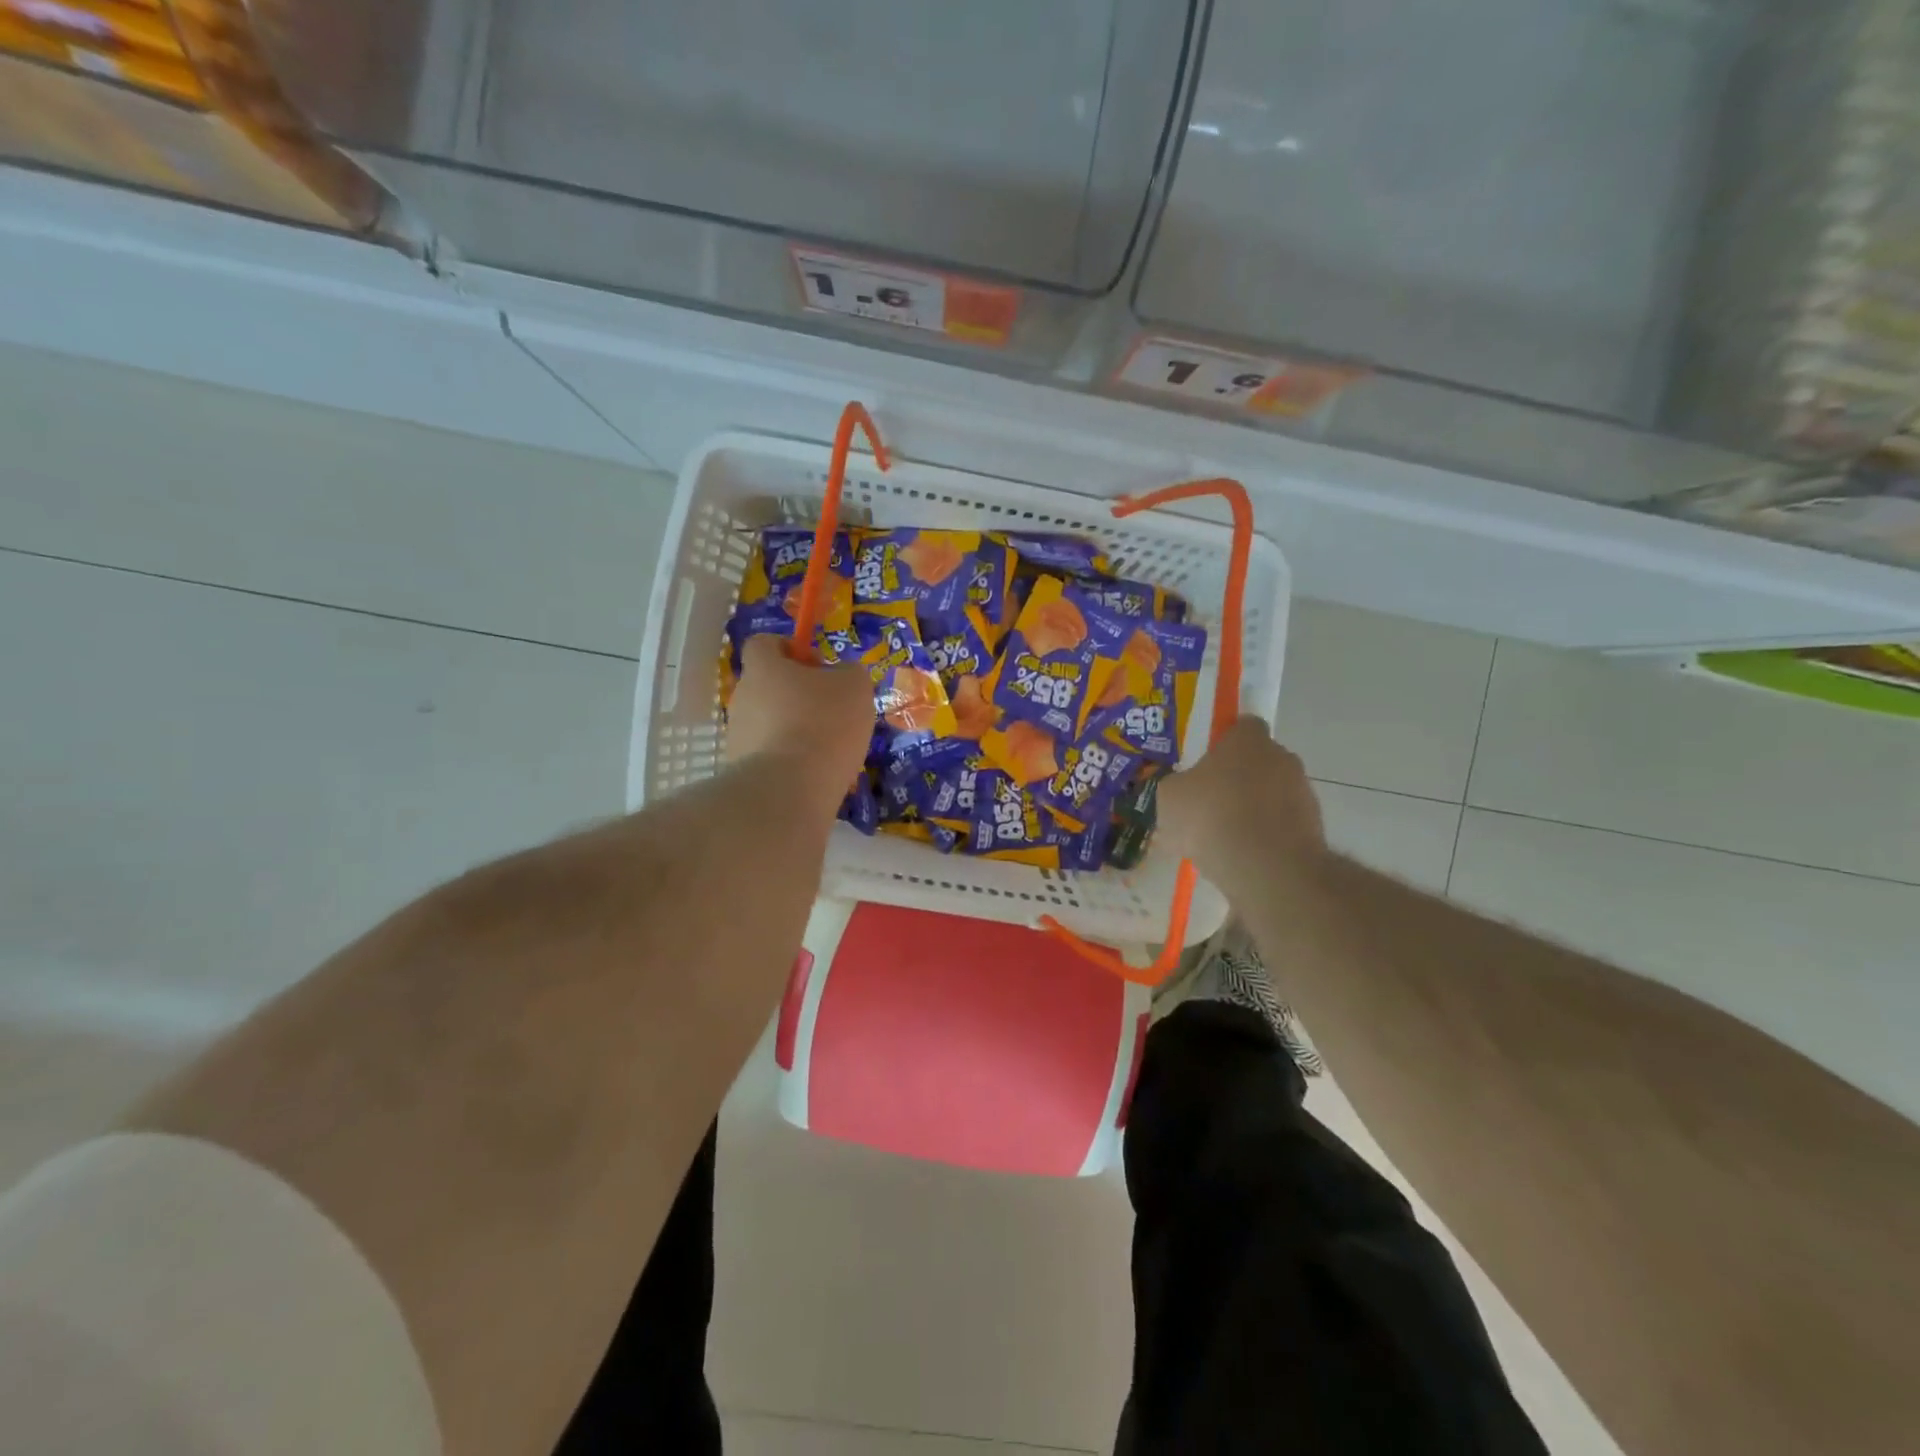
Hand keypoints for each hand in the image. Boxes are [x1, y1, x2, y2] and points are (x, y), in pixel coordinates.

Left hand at [726, 634, 874, 818]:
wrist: (788, 792)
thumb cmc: (823, 725)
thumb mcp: (855, 687)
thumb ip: (849, 673)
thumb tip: (841, 676)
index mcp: (764, 668)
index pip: (764, 643)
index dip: (790, 649)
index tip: (818, 667)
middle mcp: (743, 697)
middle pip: (769, 686)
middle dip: (800, 696)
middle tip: (833, 712)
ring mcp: (738, 736)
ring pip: (772, 724)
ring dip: (797, 731)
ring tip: (831, 751)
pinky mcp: (742, 771)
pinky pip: (772, 757)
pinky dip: (793, 762)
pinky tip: (817, 776)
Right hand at [1157, 717, 1325, 899]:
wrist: (1266, 868)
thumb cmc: (1211, 817)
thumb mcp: (1169, 797)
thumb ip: (1175, 786)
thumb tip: (1180, 789)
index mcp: (1248, 740)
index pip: (1242, 725)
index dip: (1223, 742)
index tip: (1205, 763)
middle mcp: (1282, 757)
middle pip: (1258, 761)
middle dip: (1237, 778)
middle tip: (1209, 803)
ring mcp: (1302, 792)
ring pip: (1271, 794)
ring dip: (1253, 809)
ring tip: (1223, 839)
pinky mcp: (1313, 827)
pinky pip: (1282, 825)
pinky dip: (1266, 836)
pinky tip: (1242, 857)